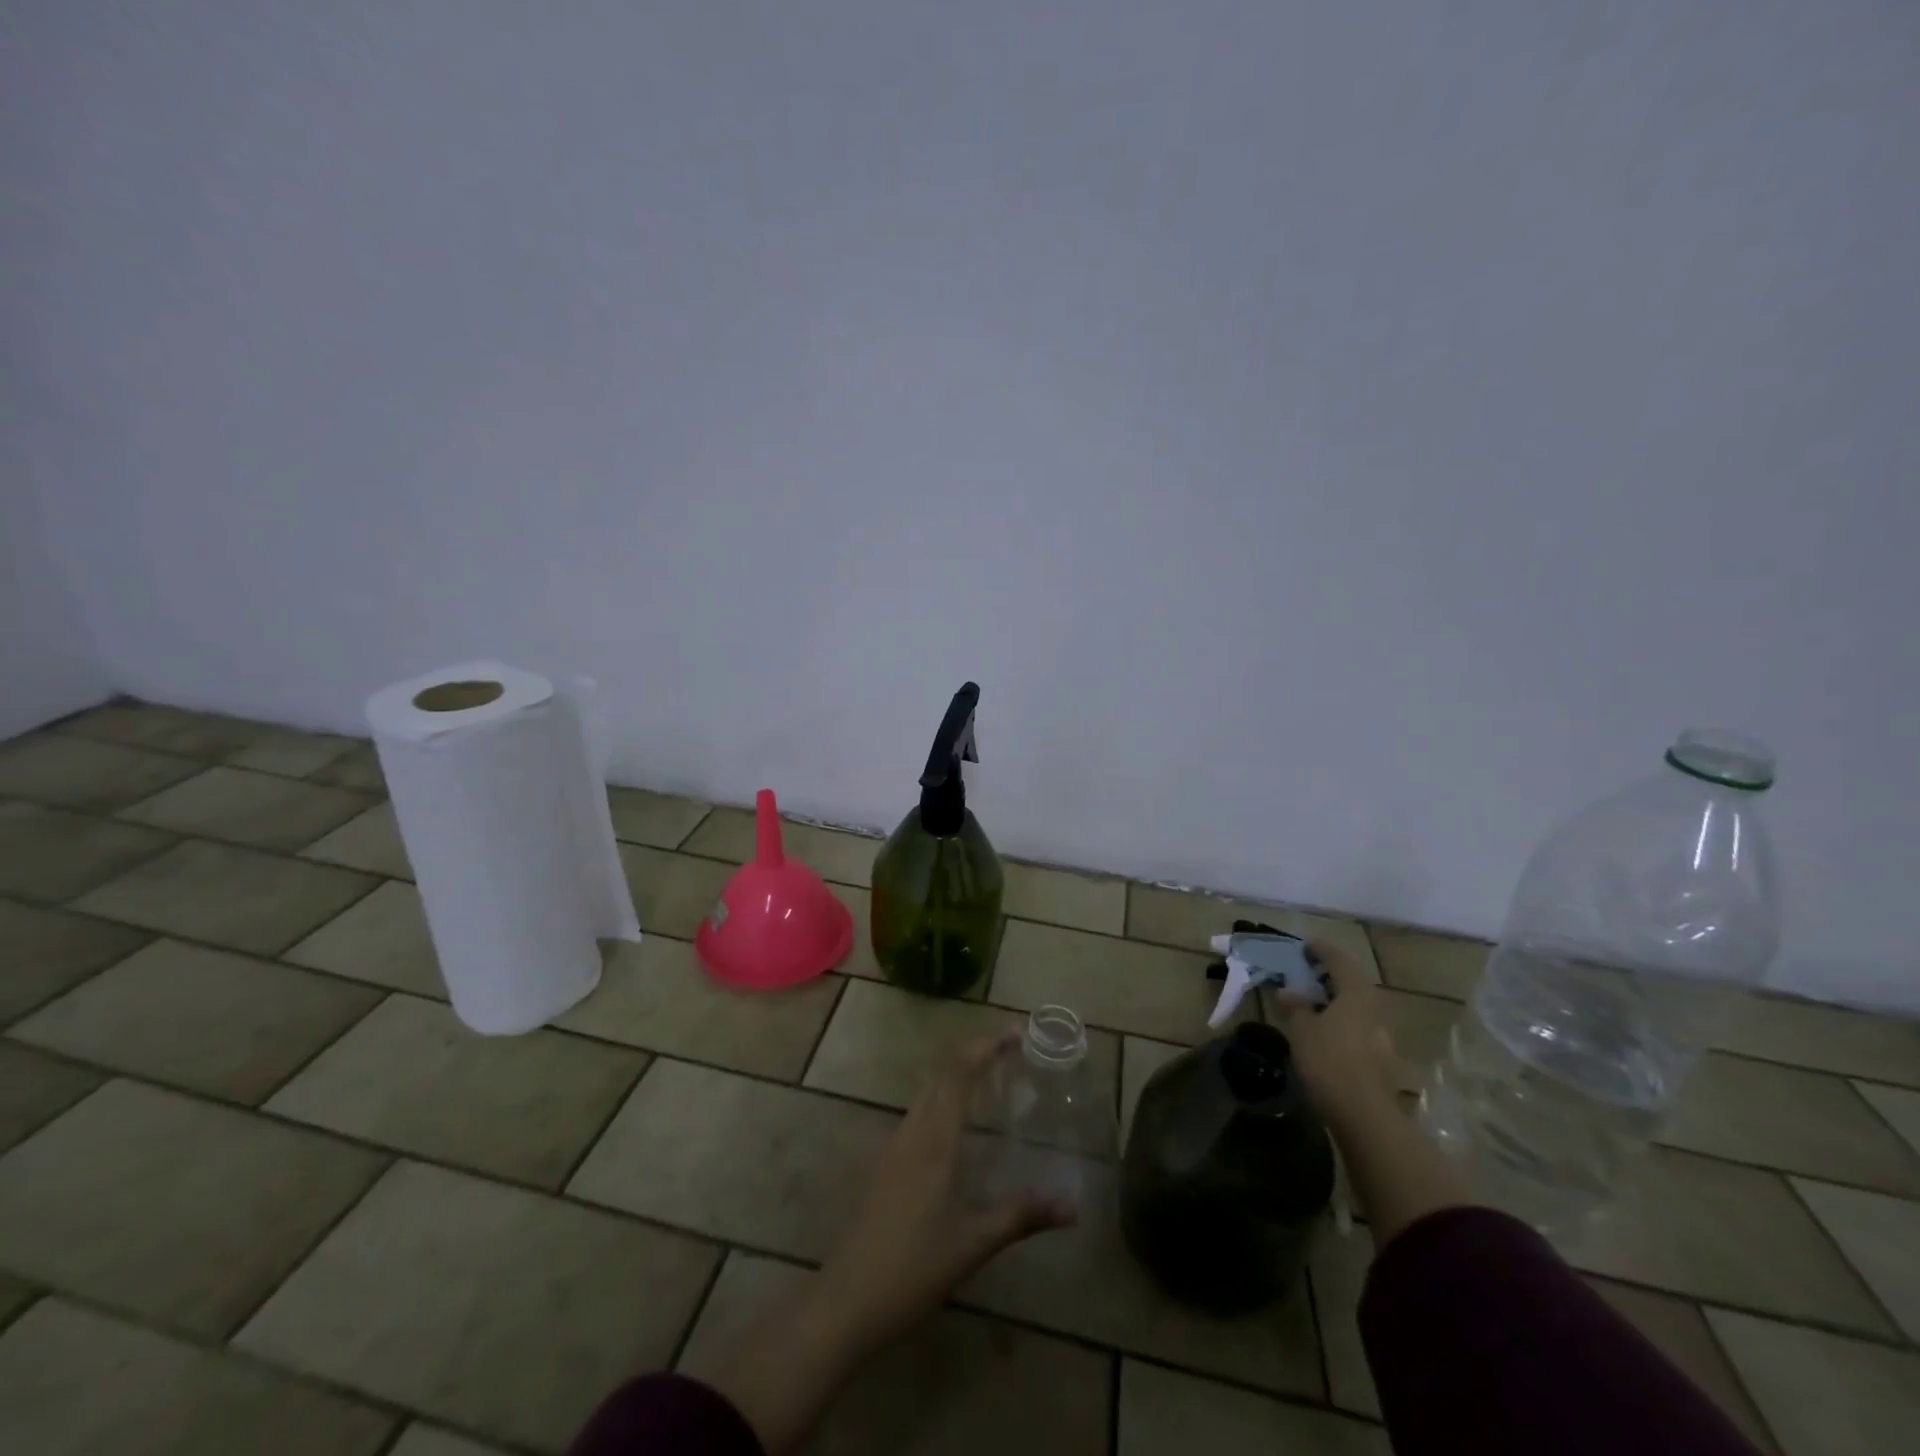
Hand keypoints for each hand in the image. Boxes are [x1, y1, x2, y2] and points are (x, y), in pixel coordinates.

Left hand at [814, 1032, 1076, 1353]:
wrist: (850, 1297)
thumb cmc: (915, 1265)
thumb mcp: (975, 1241)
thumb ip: (1023, 1215)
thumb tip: (1073, 1205)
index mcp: (935, 1139)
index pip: (959, 1073)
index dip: (986, 1047)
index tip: (1015, 1033)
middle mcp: (913, 1130)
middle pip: (941, 1073)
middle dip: (974, 1053)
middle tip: (1010, 1050)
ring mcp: (895, 1145)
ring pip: (927, 1090)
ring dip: (957, 1074)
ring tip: (990, 1077)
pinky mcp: (888, 1163)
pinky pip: (919, 1111)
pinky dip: (943, 1098)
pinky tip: (960, 1124)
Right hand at [1271, 941, 1404, 1122]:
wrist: (1364, 1115)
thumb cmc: (1329, 1060)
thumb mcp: (1301, 1029)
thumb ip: (1295, 1006)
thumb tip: (1288, 991)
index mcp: (1356, 993)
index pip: (1338, 960)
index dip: (1320, 950)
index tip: (1305, 945)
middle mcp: (1374, 1007)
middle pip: (1352, 982)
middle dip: (1330, 975)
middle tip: (1307, 972)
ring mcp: (1382, 1034)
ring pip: (1357, 1006)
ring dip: (1336, 999)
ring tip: (1312, 1001)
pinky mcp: (1381, 1057)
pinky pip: (1358, 1025)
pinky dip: (1341, 1020)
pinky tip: (1325, 1030)